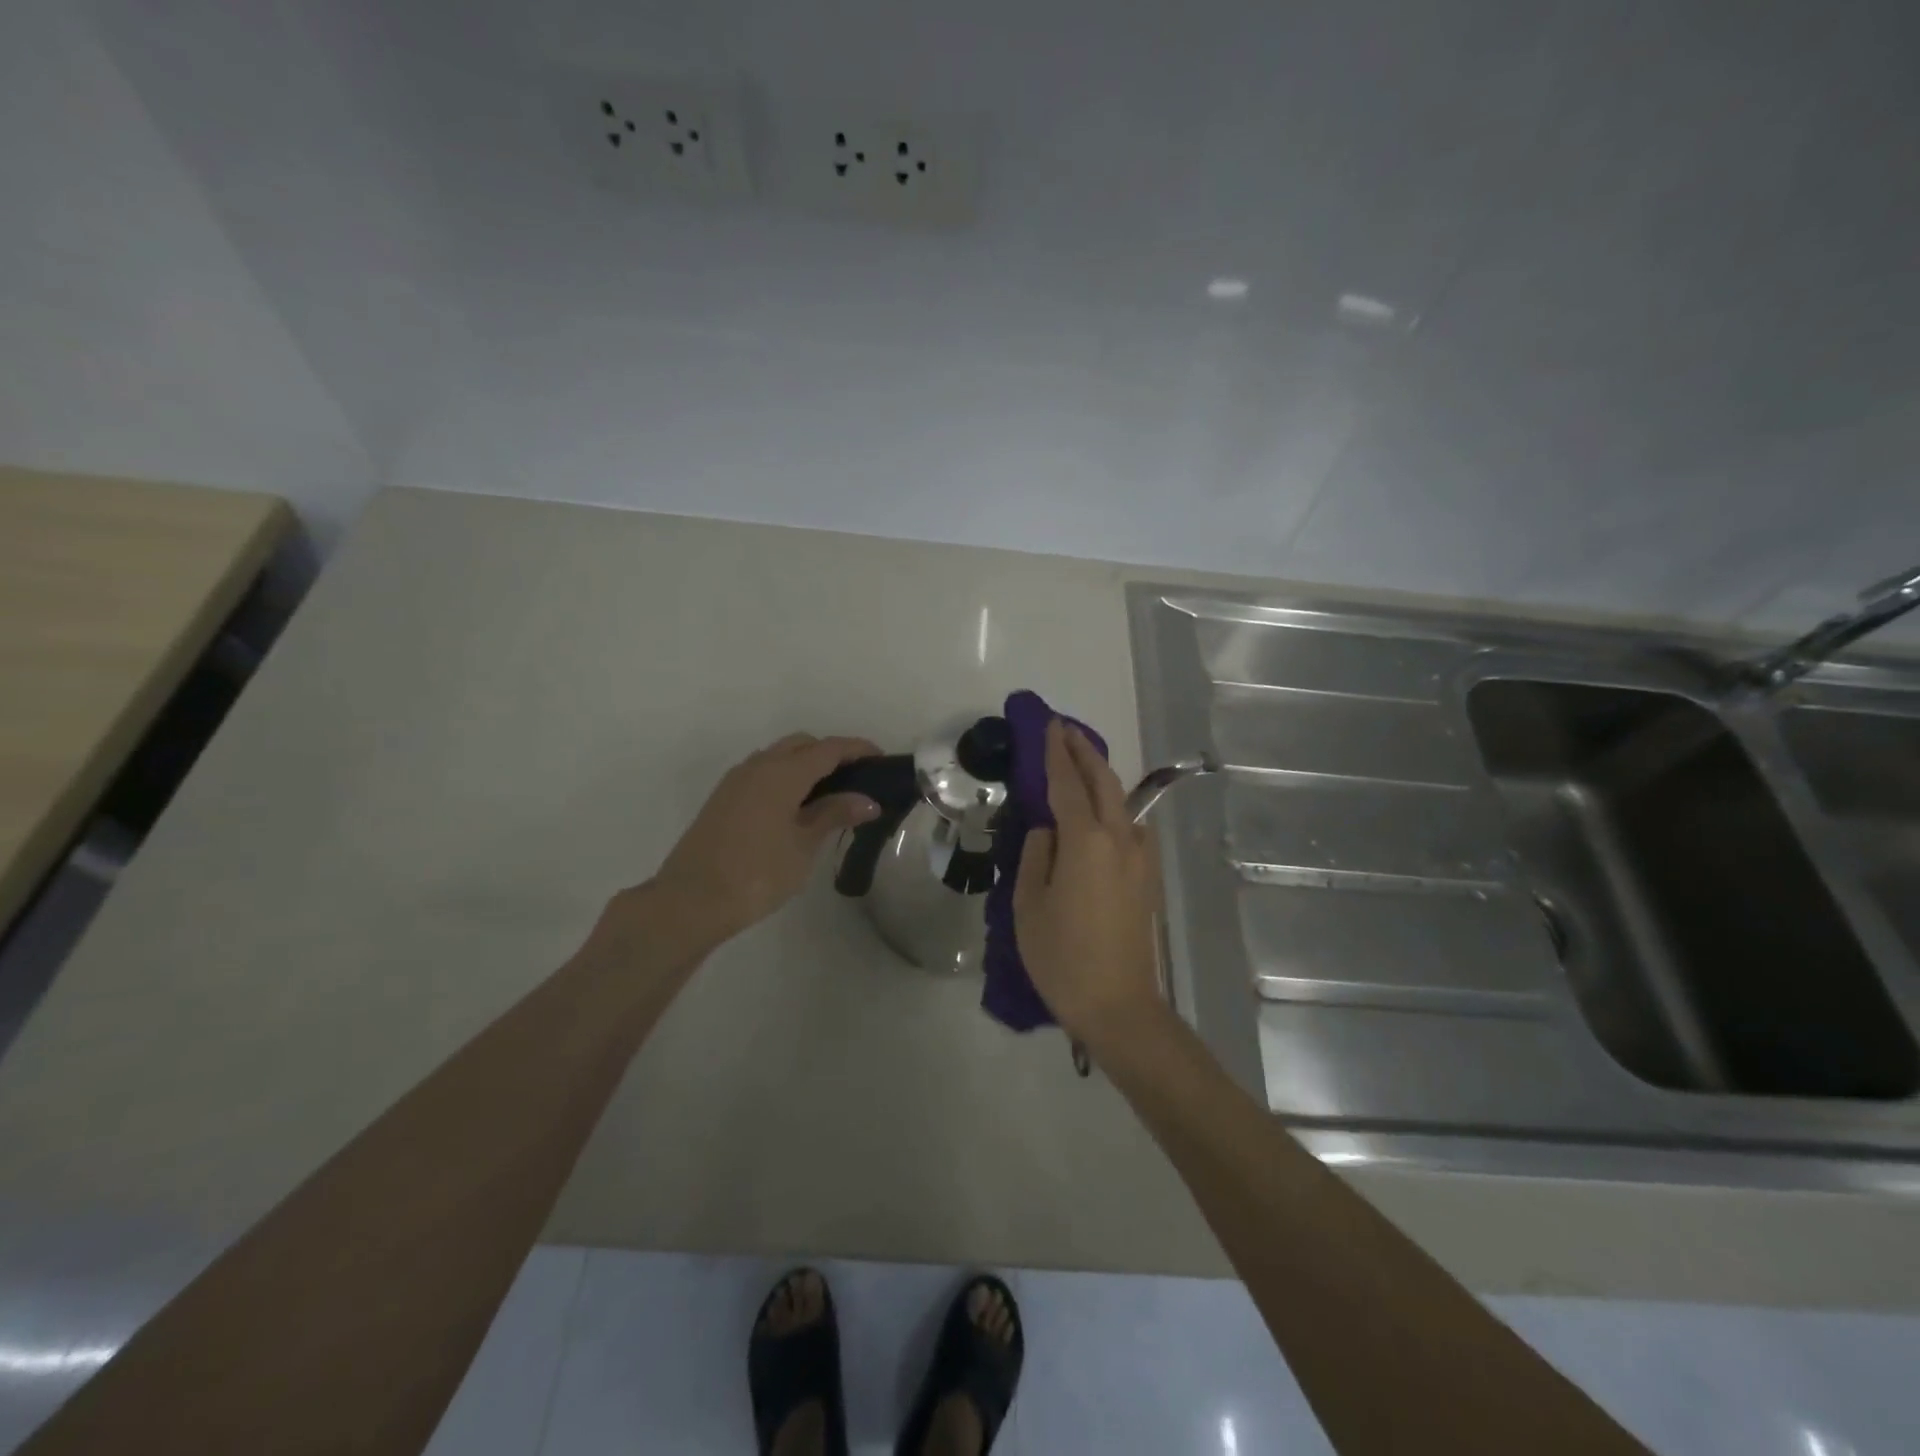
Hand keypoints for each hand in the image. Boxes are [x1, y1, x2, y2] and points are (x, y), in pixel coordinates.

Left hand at [645, 733, 881, 945]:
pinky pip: (762, 773)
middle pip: (802, 744)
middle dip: (831, 753)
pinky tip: (796, 807)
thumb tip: (866, 800)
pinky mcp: (723, 798)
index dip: (857, 749)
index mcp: (782, 772)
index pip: (828, 749)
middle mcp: (758, 766)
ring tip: (829, 795)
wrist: (690, 901)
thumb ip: (834, 814)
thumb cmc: (757, 873)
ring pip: (778, 756)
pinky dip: (785, 777)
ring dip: (805, 765)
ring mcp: (736, 781)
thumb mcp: (803, 845)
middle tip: (856, 779)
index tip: (882, 758)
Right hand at [1014, 721, 1162, 1046]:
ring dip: (1101, 775)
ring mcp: (1140, 857)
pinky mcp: (1147, 877)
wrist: (1118, 1005)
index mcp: (1086, 841)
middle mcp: (1119, 838)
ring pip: (1121, 801)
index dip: (1056, 752)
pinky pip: (1131, 825)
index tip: (1049, 726)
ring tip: (1080, 763)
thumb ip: (1037, 854)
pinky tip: (1102, 813)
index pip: (1068, 783)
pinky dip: (1114, 805)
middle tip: (1065, 731)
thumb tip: (1049, 830)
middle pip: (1104, 781)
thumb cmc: (1062, 956)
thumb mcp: (1029, 904)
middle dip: (1084, 752)